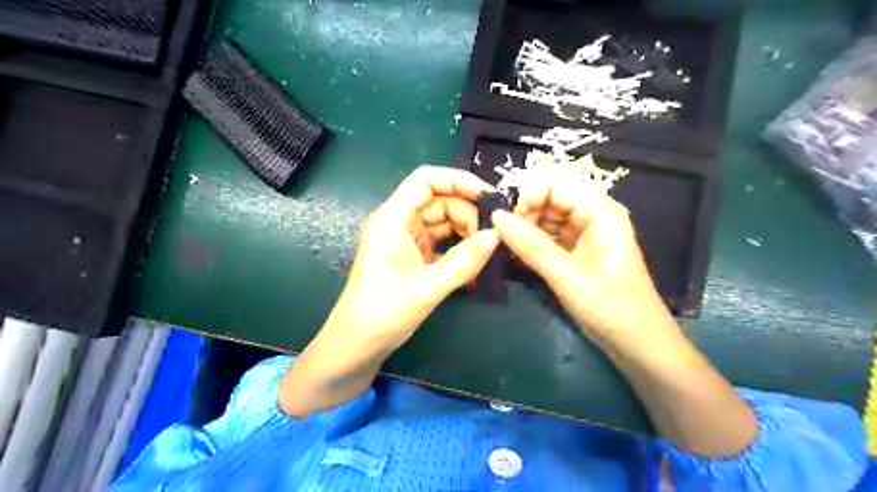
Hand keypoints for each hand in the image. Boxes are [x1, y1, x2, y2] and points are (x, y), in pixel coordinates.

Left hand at [320, 167, 500, 350]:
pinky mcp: (412, 258)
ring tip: (486, 253)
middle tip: (492, 237)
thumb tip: (497, 236)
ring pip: (443, 222)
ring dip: (466, 234)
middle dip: (467, 213)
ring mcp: (406, 241)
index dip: (458, 180)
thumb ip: (464, 261)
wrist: (356, 347)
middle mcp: (399, 223)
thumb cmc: (382, 313)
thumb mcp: (427, 287)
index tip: (489, 196)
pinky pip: (441, 244)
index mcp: (393, 218)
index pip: (426, 179)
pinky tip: (474, 268)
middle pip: (439, 201)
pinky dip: (458, 251)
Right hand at [492, 184, 676, 353]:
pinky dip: (532, 246)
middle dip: (523, 215)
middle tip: (499, 237)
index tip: (503, 219)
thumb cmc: (610, 306)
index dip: (526, 197)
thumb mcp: (566, 275)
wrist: (638, 345)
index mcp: (598, 211)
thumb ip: (530, 245)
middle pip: (548, 202)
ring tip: (503, 247)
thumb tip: (495, 216)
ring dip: (524, 232)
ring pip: (546, 222)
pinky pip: (549, 240)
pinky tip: (514, 256)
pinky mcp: (577, 254)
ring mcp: (584, 235)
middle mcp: (591, 216)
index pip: (554, 186)